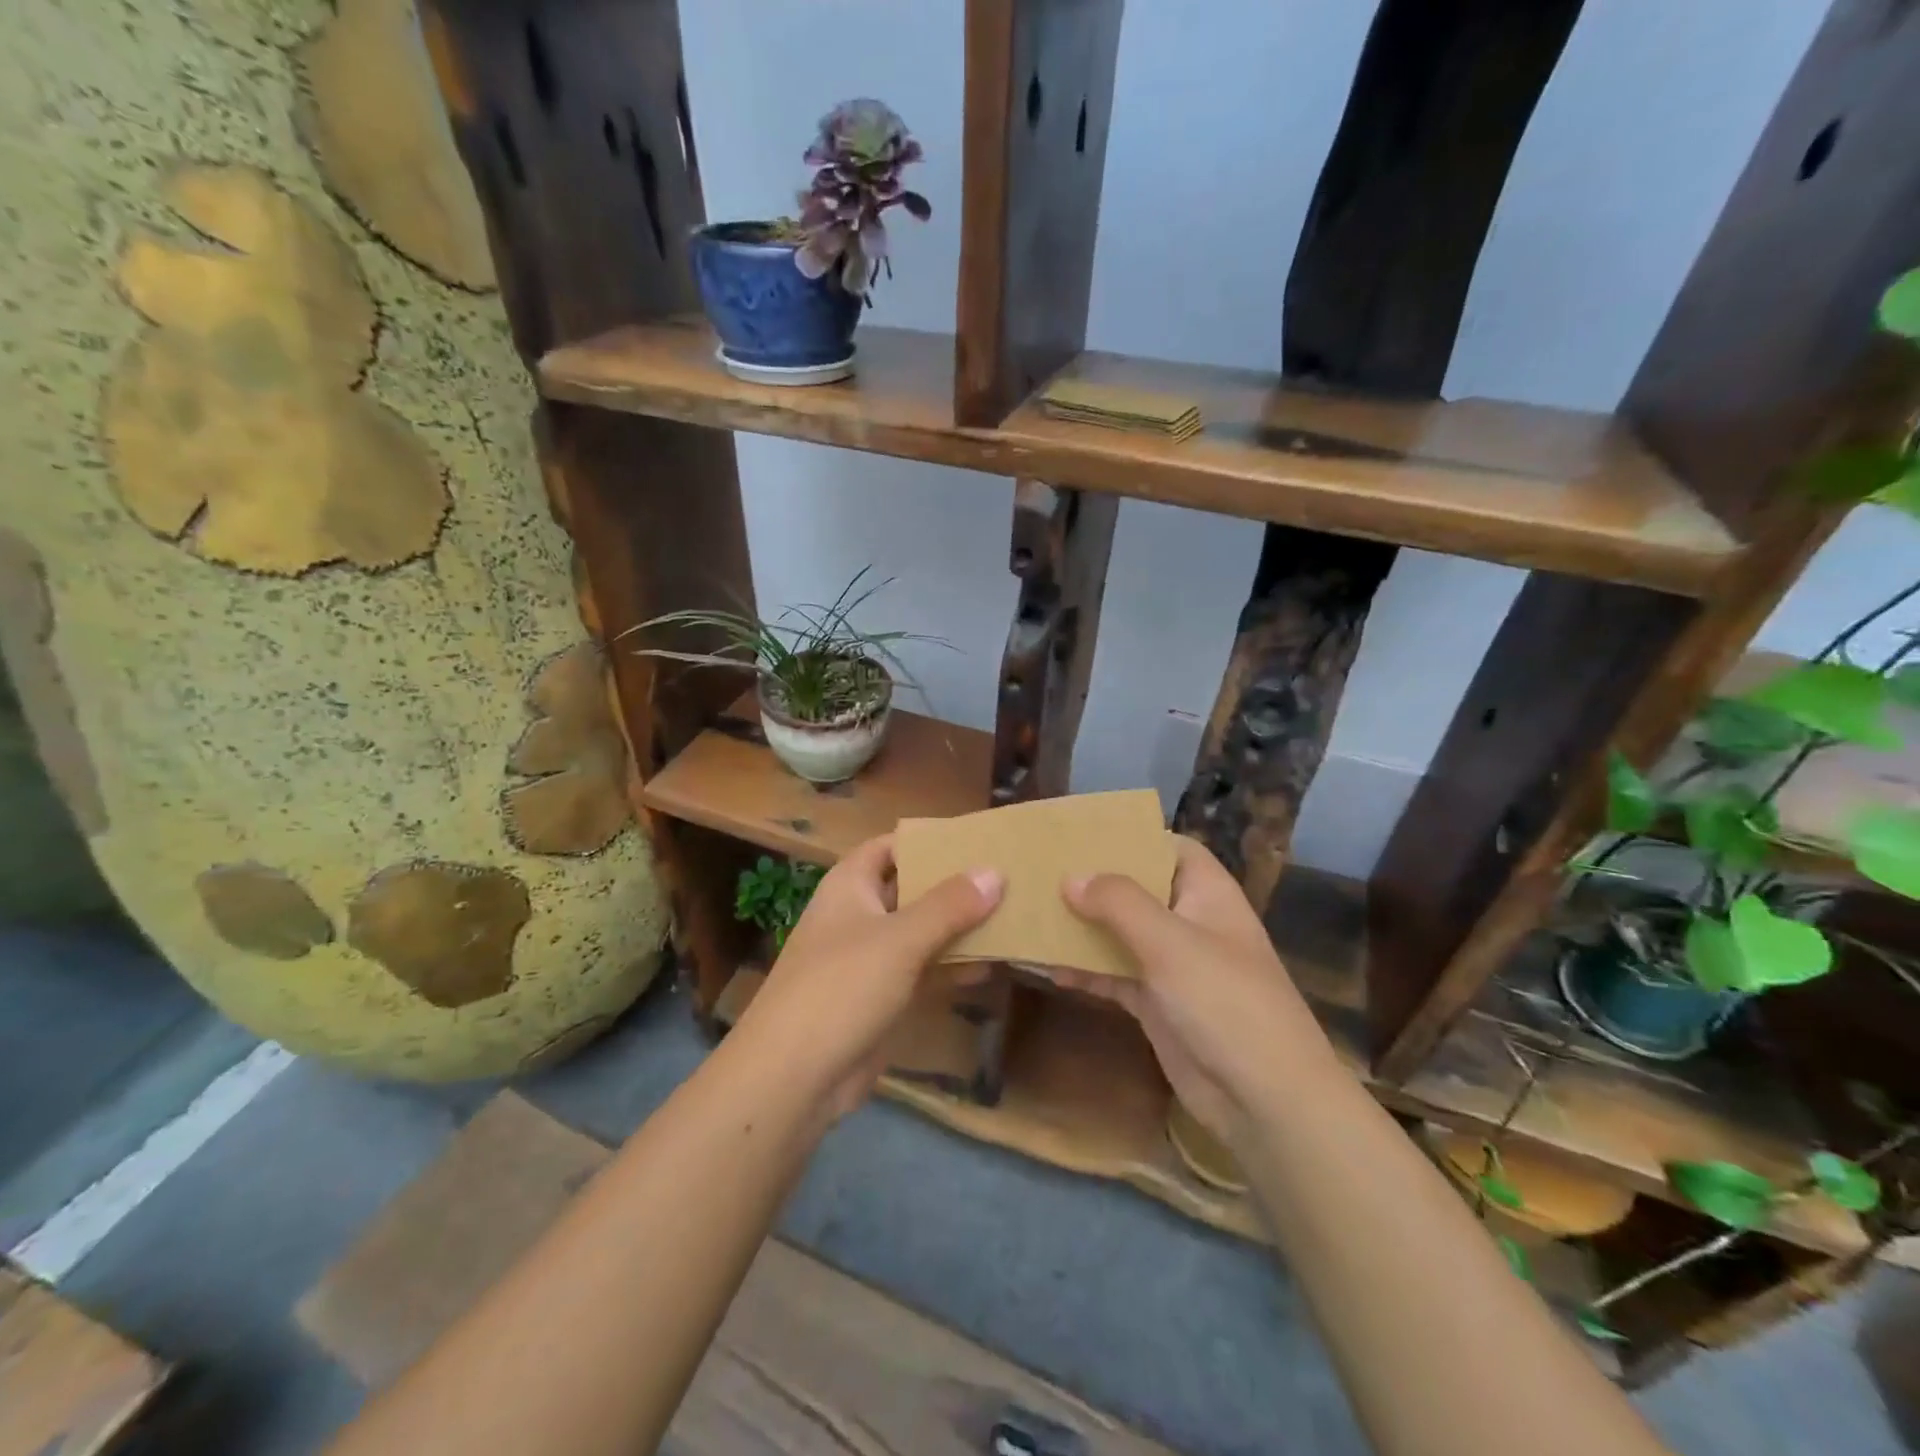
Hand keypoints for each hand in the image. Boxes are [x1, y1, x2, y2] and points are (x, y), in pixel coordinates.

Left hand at [730, 834, 1002, 1119]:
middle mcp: (860, 914)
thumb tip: (995, 871)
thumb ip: (949, 905)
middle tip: (1008, 876)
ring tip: (1013, 916)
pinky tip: (993, 965)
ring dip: (959, 927)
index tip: (977, 838)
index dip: (930, 840)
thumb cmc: (841, 987)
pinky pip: (923, 971)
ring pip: (922, 932)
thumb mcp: (900, 939)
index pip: (892, 846)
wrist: (793, 1078)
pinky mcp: (881, 997)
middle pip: (912, 888)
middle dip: (955, 885)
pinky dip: (952, 967)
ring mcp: (870, 958)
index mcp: (850, 885)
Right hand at [1052, 835, 1337, 1142]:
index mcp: (1207, 893)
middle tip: (1042, 871)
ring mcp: (1173, 965)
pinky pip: (1115, 975)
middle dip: (1094, 882)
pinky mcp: (1157, 1003)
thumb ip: (1119, 903)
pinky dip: (1086, 971)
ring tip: (1033, 914)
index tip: (1082, 833)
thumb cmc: (1225, 1002)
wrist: (1264, 1100)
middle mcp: (1189, 921)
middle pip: (1138, 889)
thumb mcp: (1170, 942)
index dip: (1132, 836)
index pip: (1170, 847)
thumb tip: (1071, 877)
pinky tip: (1049, 967)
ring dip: (1083, 927)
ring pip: (1121, 933)